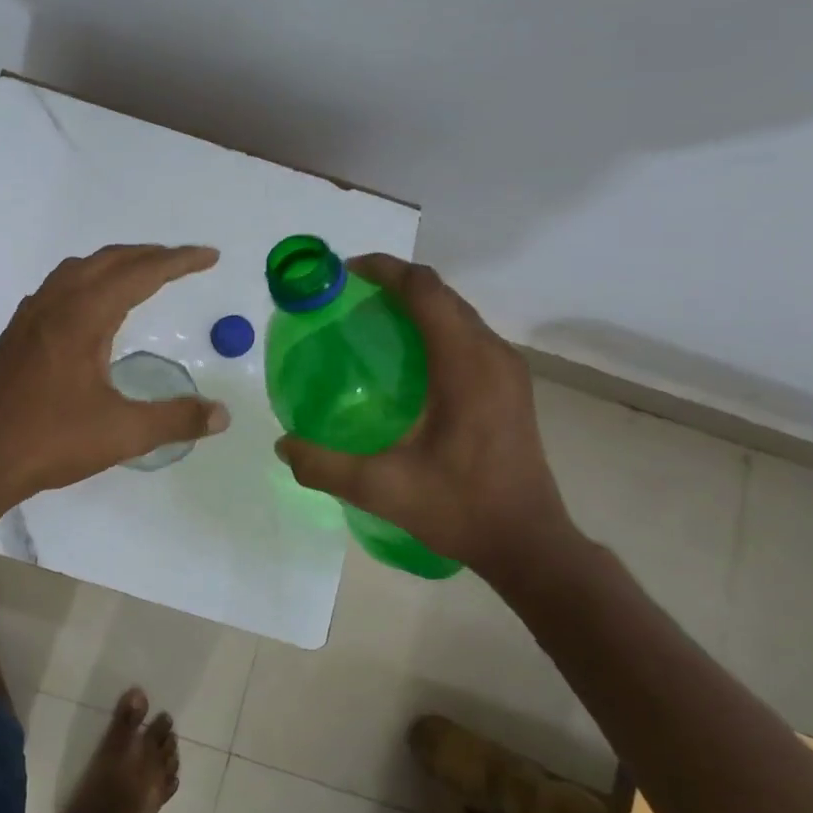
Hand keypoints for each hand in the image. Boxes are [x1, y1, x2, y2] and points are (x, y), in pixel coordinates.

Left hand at [0, 244, 229, 502]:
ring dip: (115, 264)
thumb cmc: (53, 441)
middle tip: (183, 261)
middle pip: (108, 261)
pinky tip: (91, 306)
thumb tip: (222, 415)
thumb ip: (176, 419)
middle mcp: (55, 304)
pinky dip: (86, 280)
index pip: (140, 274)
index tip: (210, 256)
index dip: (178, 262)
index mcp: (83, 317)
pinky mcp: (17, 333)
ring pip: (78, 269)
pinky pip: (57, 287)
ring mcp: (30, 316)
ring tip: (142, 275)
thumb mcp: (123, 433)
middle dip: (149, 255)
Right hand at [273, 255, 581, 579]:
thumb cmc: (460, 508)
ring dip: (414, 304)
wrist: (529, 543)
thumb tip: (283, 444)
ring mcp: (506, 369)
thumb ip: (324, 465)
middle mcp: (491, 355)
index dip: (383, 270)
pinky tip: (403, 358)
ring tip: (368, 321)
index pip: (425, 290)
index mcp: (465, 366)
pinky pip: (466, 334)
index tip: (342, 273)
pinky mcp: (509, 385)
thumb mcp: (381, 489)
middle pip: (440, 293)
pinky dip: (431, 327)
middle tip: (345, 298)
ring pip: (455, 312)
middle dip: (393, 283)